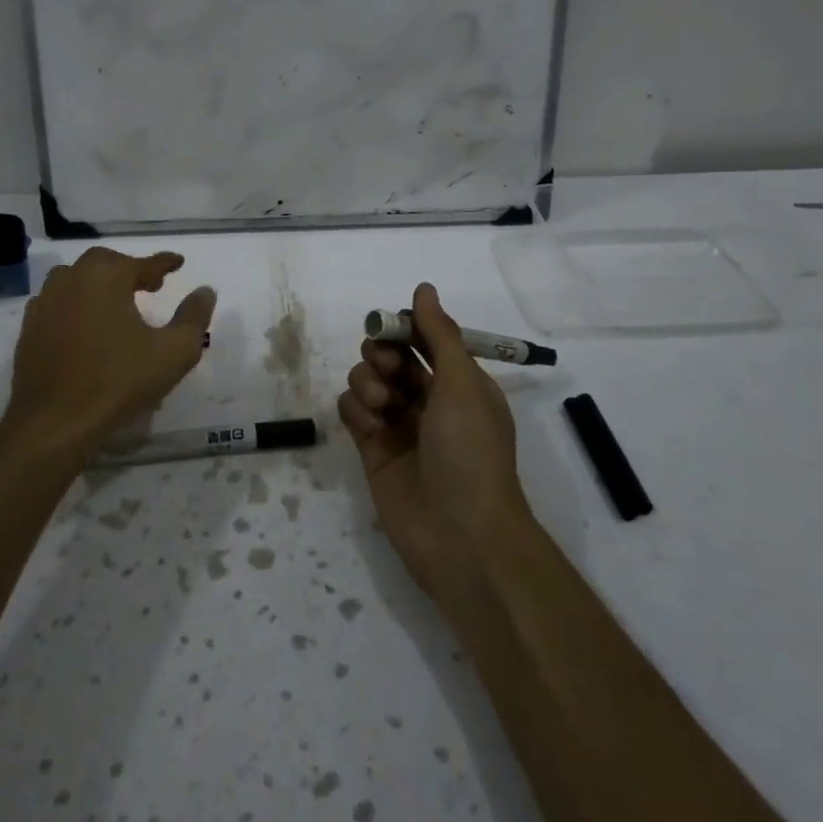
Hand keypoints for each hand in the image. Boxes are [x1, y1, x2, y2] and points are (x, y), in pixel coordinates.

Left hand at [3, 247, 217, 470]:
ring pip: (75, 278)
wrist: (55, 421)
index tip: (178, 263)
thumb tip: (205, 291)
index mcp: (106, 277)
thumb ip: (194, 317)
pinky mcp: (29, 328)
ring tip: (116, 300)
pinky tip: (84, 322)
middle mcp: (72, 279)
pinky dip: (75, 302)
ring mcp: (45, 302)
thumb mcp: (173, 352)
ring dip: (98, 282)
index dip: (164, 263)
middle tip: (150, 284)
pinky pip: (56, 302)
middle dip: (129, 269)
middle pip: (105, 262)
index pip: (143, 262)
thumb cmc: (119, 381)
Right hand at [337, 282, 533, 598]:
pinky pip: (352, 411)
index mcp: (458, 383)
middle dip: (381, 352)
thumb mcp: (462, 383)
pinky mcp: (372, 449)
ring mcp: (398, 425)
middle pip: (390, 356)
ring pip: (367, 380)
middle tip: (384, 364)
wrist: (460, 533)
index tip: (391, 327)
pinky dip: (356, 411)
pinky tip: (370, 426)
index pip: (424, 339)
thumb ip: (438, 334)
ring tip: (381, 406)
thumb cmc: (470, 450)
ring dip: (367, 381)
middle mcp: (428, 400)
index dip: (404, 328)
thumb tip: (423, 288)